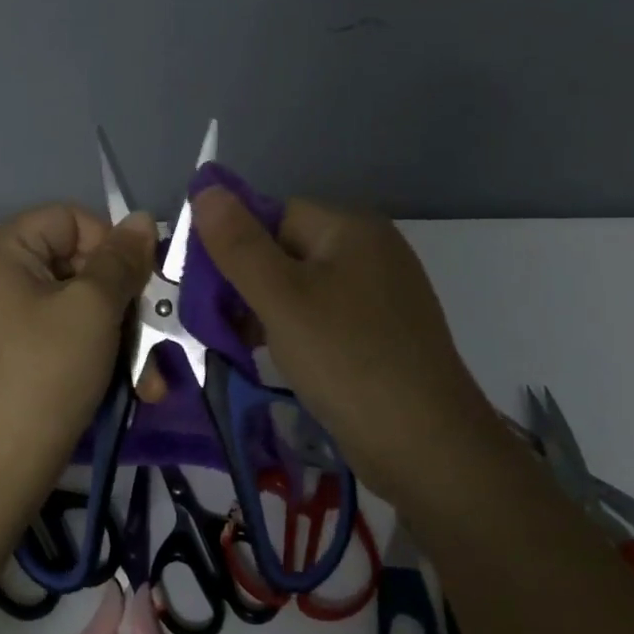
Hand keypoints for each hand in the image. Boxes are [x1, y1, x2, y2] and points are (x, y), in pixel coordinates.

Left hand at [0, 204, 156, 517]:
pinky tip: (119, 386)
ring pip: (65, 307)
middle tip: (152, 337)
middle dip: (118, 302)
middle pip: (68, 264)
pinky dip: (83, 354)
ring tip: (145, 378)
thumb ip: (121, 260)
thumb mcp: (93, 310)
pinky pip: (48, 337)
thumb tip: (142, 219)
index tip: (139, 286)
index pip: (68, 219)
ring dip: (111, 336)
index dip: (111, 244)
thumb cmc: (44, 376)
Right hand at [191, 188, 511, 510]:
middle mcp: (371, 251)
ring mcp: (381, 294)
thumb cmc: (346, 360)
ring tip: (246, 348)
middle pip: (288, 251)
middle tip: (224, 327)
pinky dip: (298, 334)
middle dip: (250, 285)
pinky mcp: (383, 333)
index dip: (238, 248)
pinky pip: (326, 318)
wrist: (426, 446)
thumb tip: (206, 188)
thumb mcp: (280, 298)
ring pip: (304, 289)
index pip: (274, 215)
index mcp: (351, 228)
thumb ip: (239, 244)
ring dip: (269, 313)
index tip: (211, 292)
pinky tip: (284, 362)